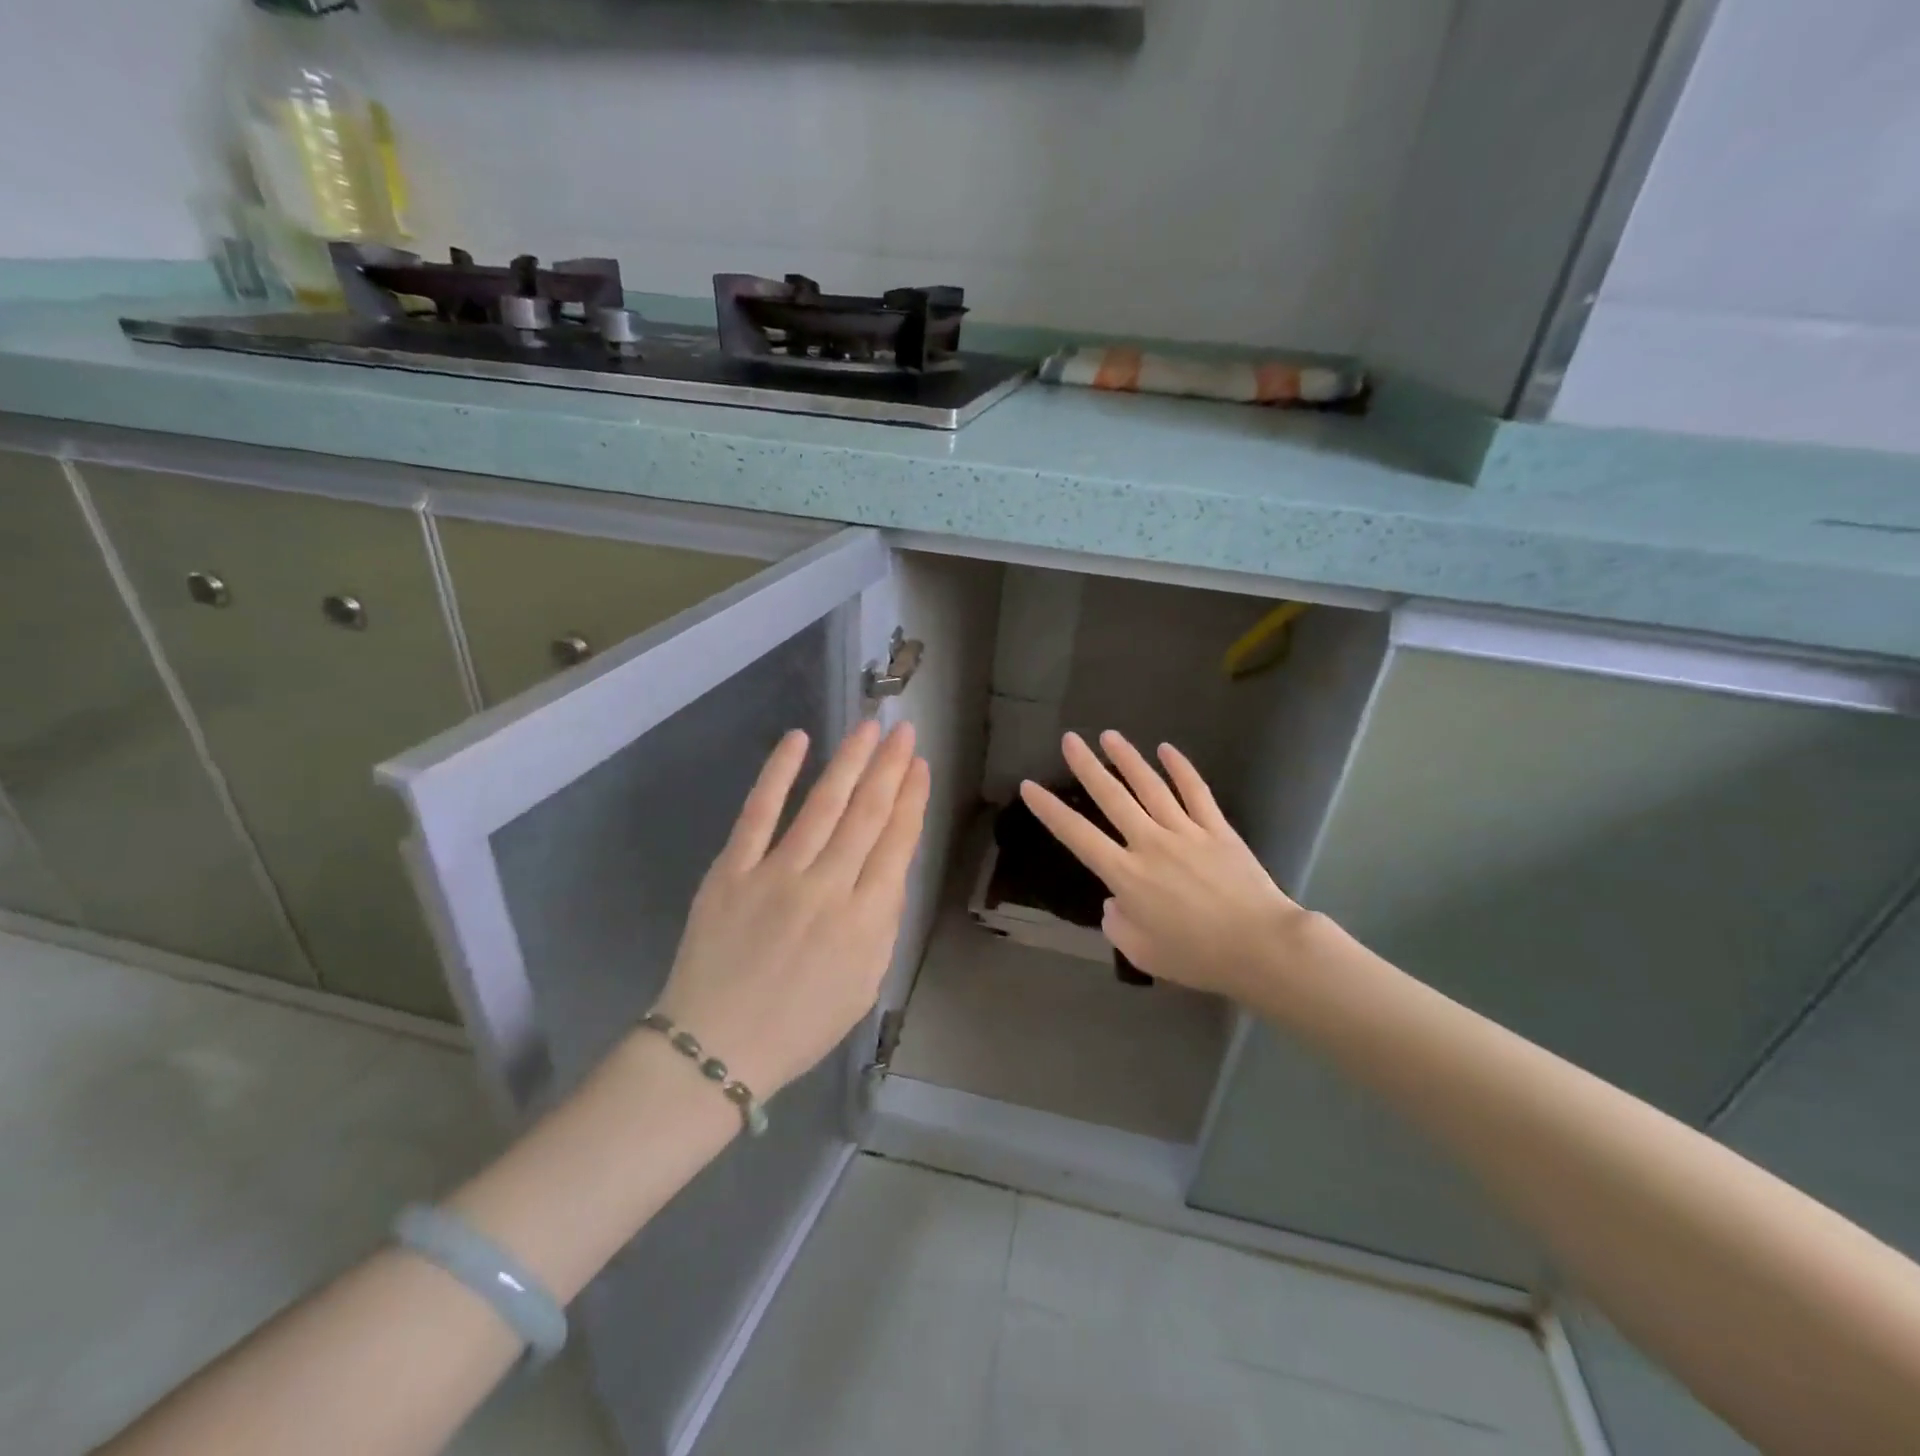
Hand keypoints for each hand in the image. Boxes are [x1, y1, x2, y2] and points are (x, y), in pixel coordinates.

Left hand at [650, 720, 928, 1098]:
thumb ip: (882, 923)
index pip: (897, 844)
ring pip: (823, 804)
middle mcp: (828, 888)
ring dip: (850, 760)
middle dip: (890, 768)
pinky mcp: (732, 870)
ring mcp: (777, 874)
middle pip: (867, 815)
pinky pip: (759, 813)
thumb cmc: (800, 1025)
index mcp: (865, 920)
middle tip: (904, 731)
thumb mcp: (865, 985)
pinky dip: (778, 773)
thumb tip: (889, 868)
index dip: (912, 799)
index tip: (920, 766)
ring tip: (869, 727)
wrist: (716, 1047)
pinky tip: (798, 739)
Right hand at [1019, 731, 1309, 1003]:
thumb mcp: (1140, 952)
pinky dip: (1181, 768)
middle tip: (1070, 739)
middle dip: (1087, 766)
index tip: (1029, 786)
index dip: (1050, 810)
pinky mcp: (1217, 829)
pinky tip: (1167, 750)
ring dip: (1128, 759)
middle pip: (1112, 797)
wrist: (1259, 946)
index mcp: (1126, 874)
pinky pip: (1196, 792)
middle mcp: (1150, 843)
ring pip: (1150, 786)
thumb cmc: (1196, 956)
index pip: (1077, 835)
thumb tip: (1115, 901)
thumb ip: (1117, 923)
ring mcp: (1186, 831)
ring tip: (1109, 735)